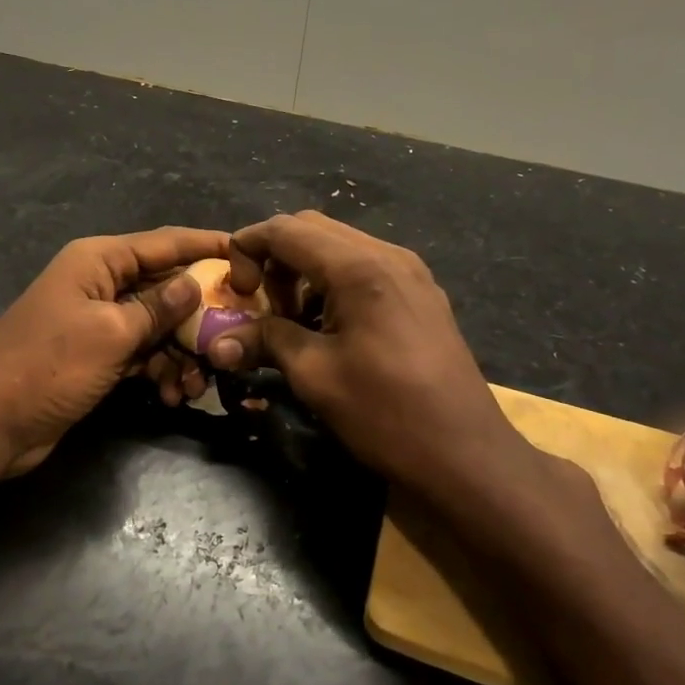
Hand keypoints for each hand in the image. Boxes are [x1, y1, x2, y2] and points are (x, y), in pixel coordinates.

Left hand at [0, 227, 228, 475]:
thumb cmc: (50, 367)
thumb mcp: (111, 334)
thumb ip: (158, 308)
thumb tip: (195, 282)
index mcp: (99, 261)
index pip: (165, 243)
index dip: (208, 246)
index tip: (250, 254)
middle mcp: (101, 284)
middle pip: (166, 286)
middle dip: (200, 315)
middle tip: (235, 337)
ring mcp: (99, 322)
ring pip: (158, 326)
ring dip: (181, 353)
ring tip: (195, 386)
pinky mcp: (98, 356)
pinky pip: (142, 353)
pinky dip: (160, 370)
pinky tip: (173, 396)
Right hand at [205, 214, 602, 542]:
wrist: (466, 455)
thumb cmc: (386, 414)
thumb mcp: (315, 376)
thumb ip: (265, 341)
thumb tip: (217, 342)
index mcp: (360, 268)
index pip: (286, 229)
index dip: (247, 247)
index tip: (232, 288)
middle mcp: (388, 255)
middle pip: (312, 229)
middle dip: (274, 257)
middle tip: (257, 302)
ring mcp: (410, 272)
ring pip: (339, 247)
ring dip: (302, 270)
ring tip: (288, 319)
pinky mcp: (420, 294)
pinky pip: (363, 268)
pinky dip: (331, 283)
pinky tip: (325, 326)